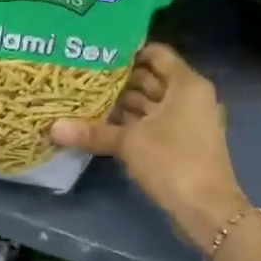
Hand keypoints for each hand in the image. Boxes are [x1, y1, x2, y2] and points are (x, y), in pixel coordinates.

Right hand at [50, 44, 248, 248]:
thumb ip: (93, 132)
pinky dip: (132, 121)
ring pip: (151, 102)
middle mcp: (190, 96)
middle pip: (152, 78)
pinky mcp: (182, 141)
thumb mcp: (129, 143)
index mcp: (186, 84)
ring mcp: (188, 120)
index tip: (98, 52)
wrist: (207, 209)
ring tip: (87, 98)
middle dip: (120, 78)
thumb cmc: (173, 162)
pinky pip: (154, 121)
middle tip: (84, 75)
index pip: (156, 53)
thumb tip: (53, 128)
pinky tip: (103, 123)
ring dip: (123, 102)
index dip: (129, 51)